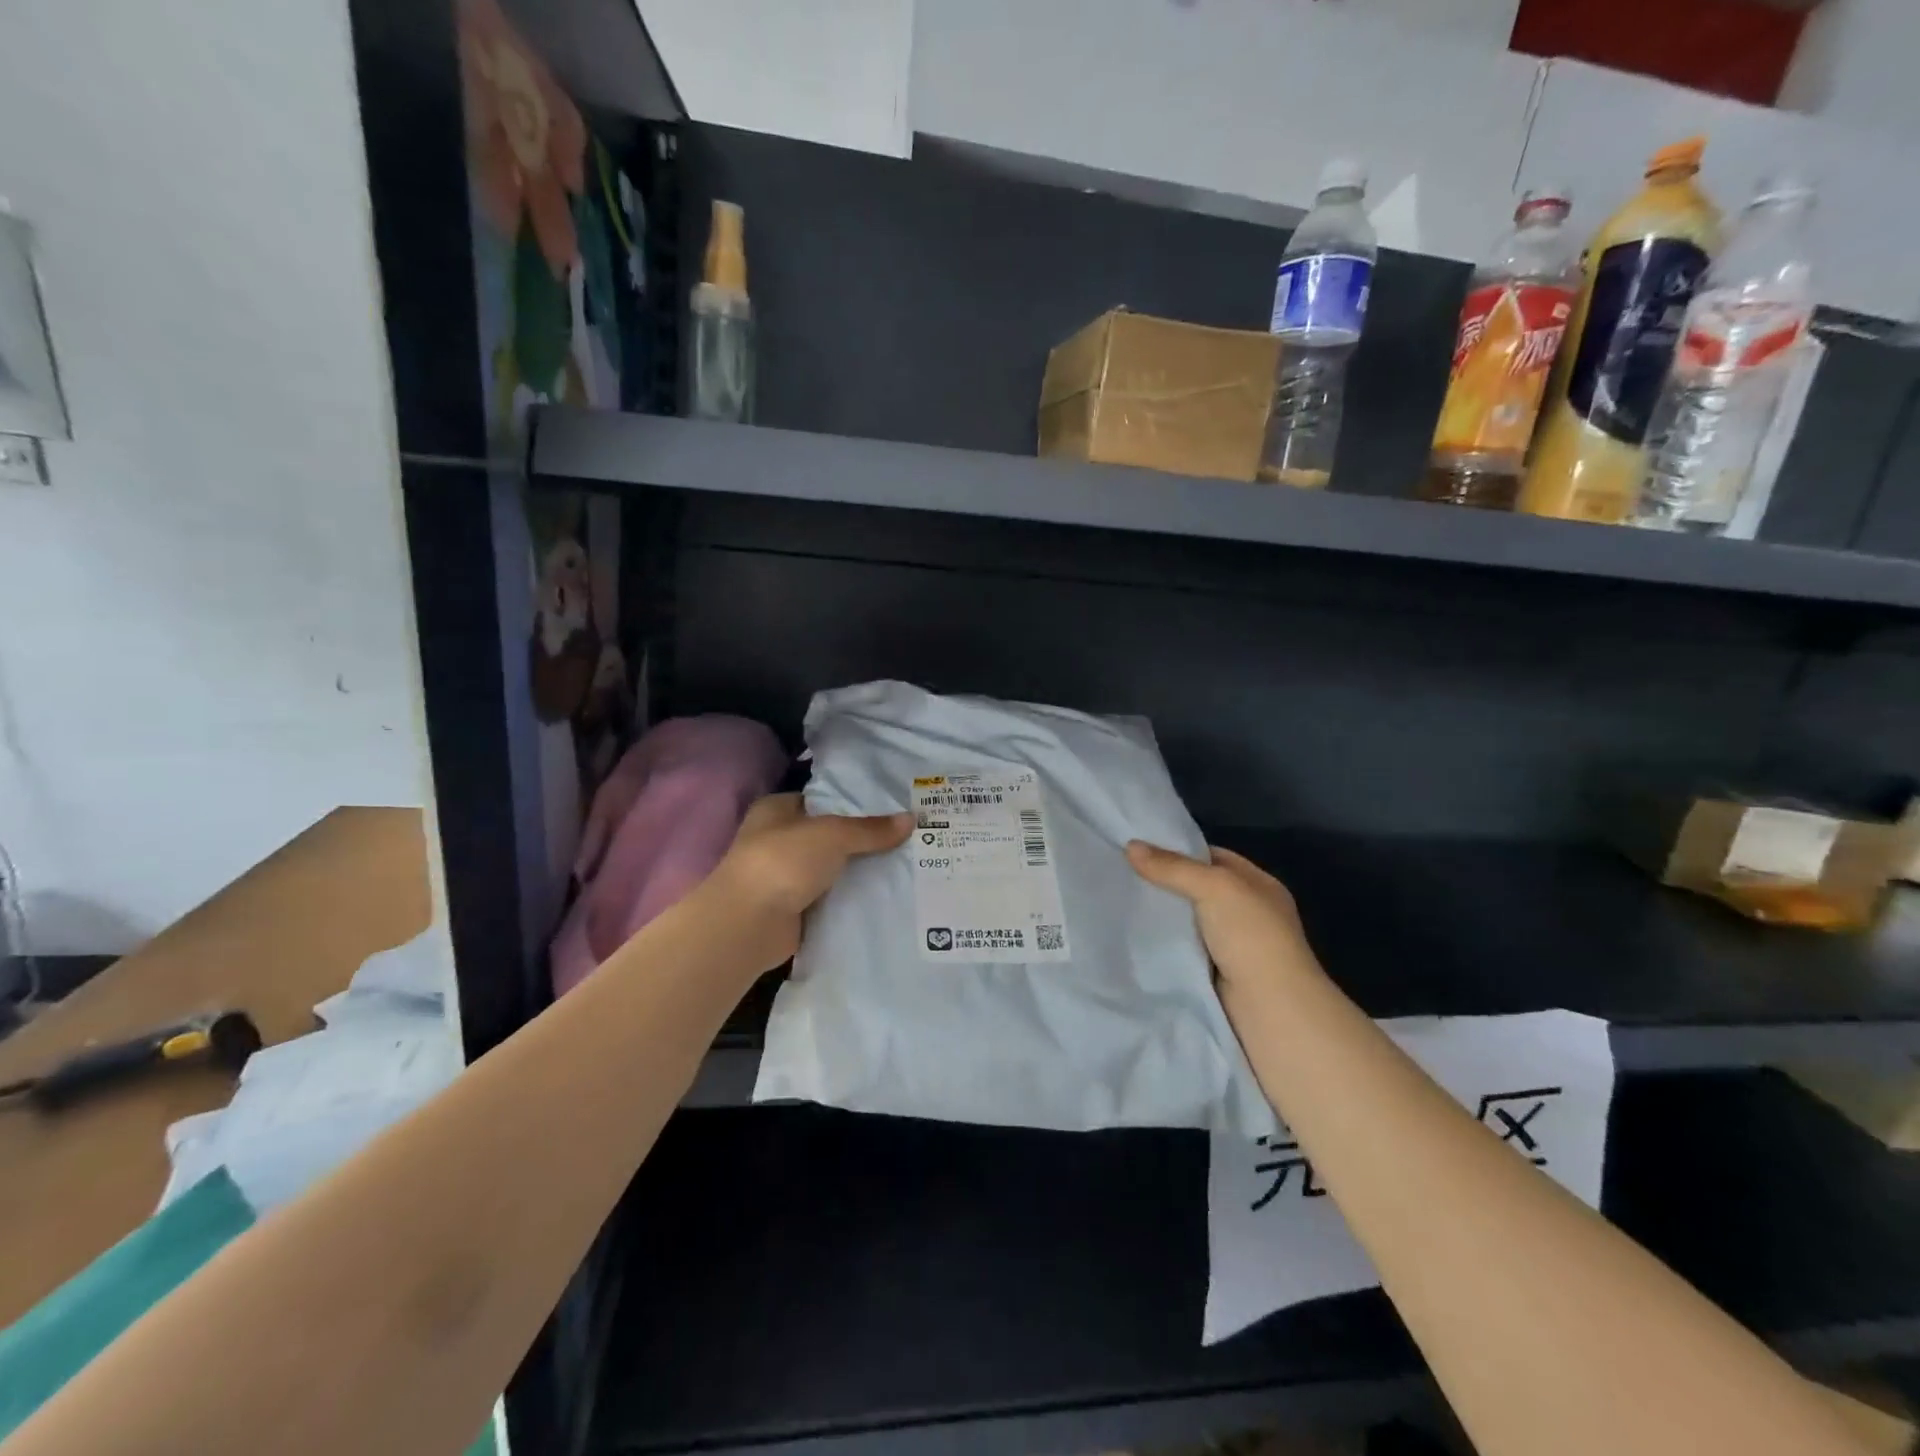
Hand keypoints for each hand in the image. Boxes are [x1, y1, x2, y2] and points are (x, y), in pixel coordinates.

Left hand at [708, 793, 912, 973]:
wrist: (750, 924)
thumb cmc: (783, 861)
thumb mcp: (833, 835)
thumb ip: (871, 829)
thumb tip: (911, 819)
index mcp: (776, 810)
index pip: (820, 799)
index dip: (852, 802)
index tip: (890, 807)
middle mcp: (776, 839)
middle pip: (828, 835)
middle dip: (861, 839)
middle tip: (905, 837)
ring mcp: (784, 876)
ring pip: (831, 868)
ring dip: (857, 870)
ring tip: (903, 864)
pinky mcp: (793, 908)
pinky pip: (830, 897)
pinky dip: (850, 897)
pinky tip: (883, 894)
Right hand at [1125, 841, 1324, 1011]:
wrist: (1270, 1009)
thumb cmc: (1251, 937)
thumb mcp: (1214, 887)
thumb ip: (1173, 867)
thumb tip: (1130, 846)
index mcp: (1259, 885)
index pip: (1214, 858)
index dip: (1180, 851)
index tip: (1141, 849)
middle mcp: (1248, 912)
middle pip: (1198, 889)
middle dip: (1165, 883)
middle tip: (1122, 873)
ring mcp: (1233, 945)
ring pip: (1188, 920)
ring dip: (1162, 915)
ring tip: (1119, 900)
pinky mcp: (1216, 973)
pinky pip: (1183, 948)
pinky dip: (1163, 943)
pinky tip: (1134, 935)